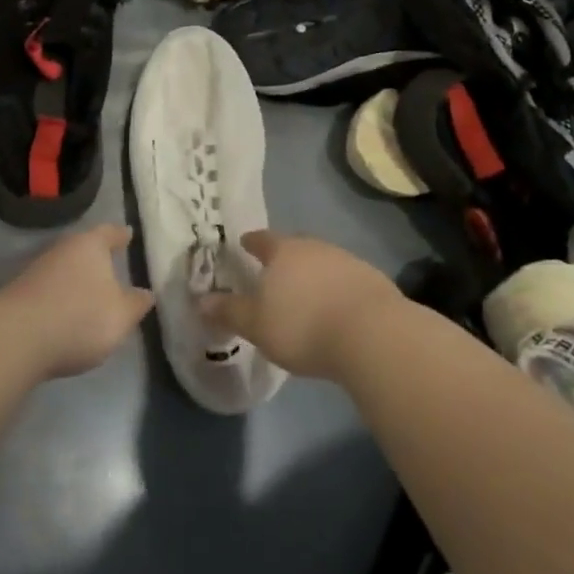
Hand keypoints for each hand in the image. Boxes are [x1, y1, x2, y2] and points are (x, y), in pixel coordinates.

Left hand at [0, 224, 153, 377]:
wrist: (16, 337)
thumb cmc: (79, 318)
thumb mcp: (120, 316)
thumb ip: (136, 303)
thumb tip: (146, 293)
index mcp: (90, 245)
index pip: (109, 233)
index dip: (120, 235)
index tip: (128, 234)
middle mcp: (62, 249)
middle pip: (84, 248)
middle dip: (97, 256)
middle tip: (112, 262)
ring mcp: (37, 269)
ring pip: (65, 267)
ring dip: (77, 277)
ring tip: (91, 290)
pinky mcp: (21, 292)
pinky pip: (50, 287)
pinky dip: (61, 294)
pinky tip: (66, 309)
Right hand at [199, 231, 402, 379]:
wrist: (372, 335)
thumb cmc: (303, 326)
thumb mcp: (256, 325)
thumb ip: (228, 311)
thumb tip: (201, 300)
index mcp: (283, 251)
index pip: (262, 239)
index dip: (251, 242)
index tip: (244, 244)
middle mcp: (314, 247)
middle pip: (294, 247)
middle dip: (283, 258)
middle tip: (273, 273)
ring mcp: (347, 260)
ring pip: (322, 262)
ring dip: (312, 275)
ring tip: (305, 295)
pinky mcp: (372, 280)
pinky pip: (345, 280)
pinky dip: (336, 290)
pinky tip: (335, 310)